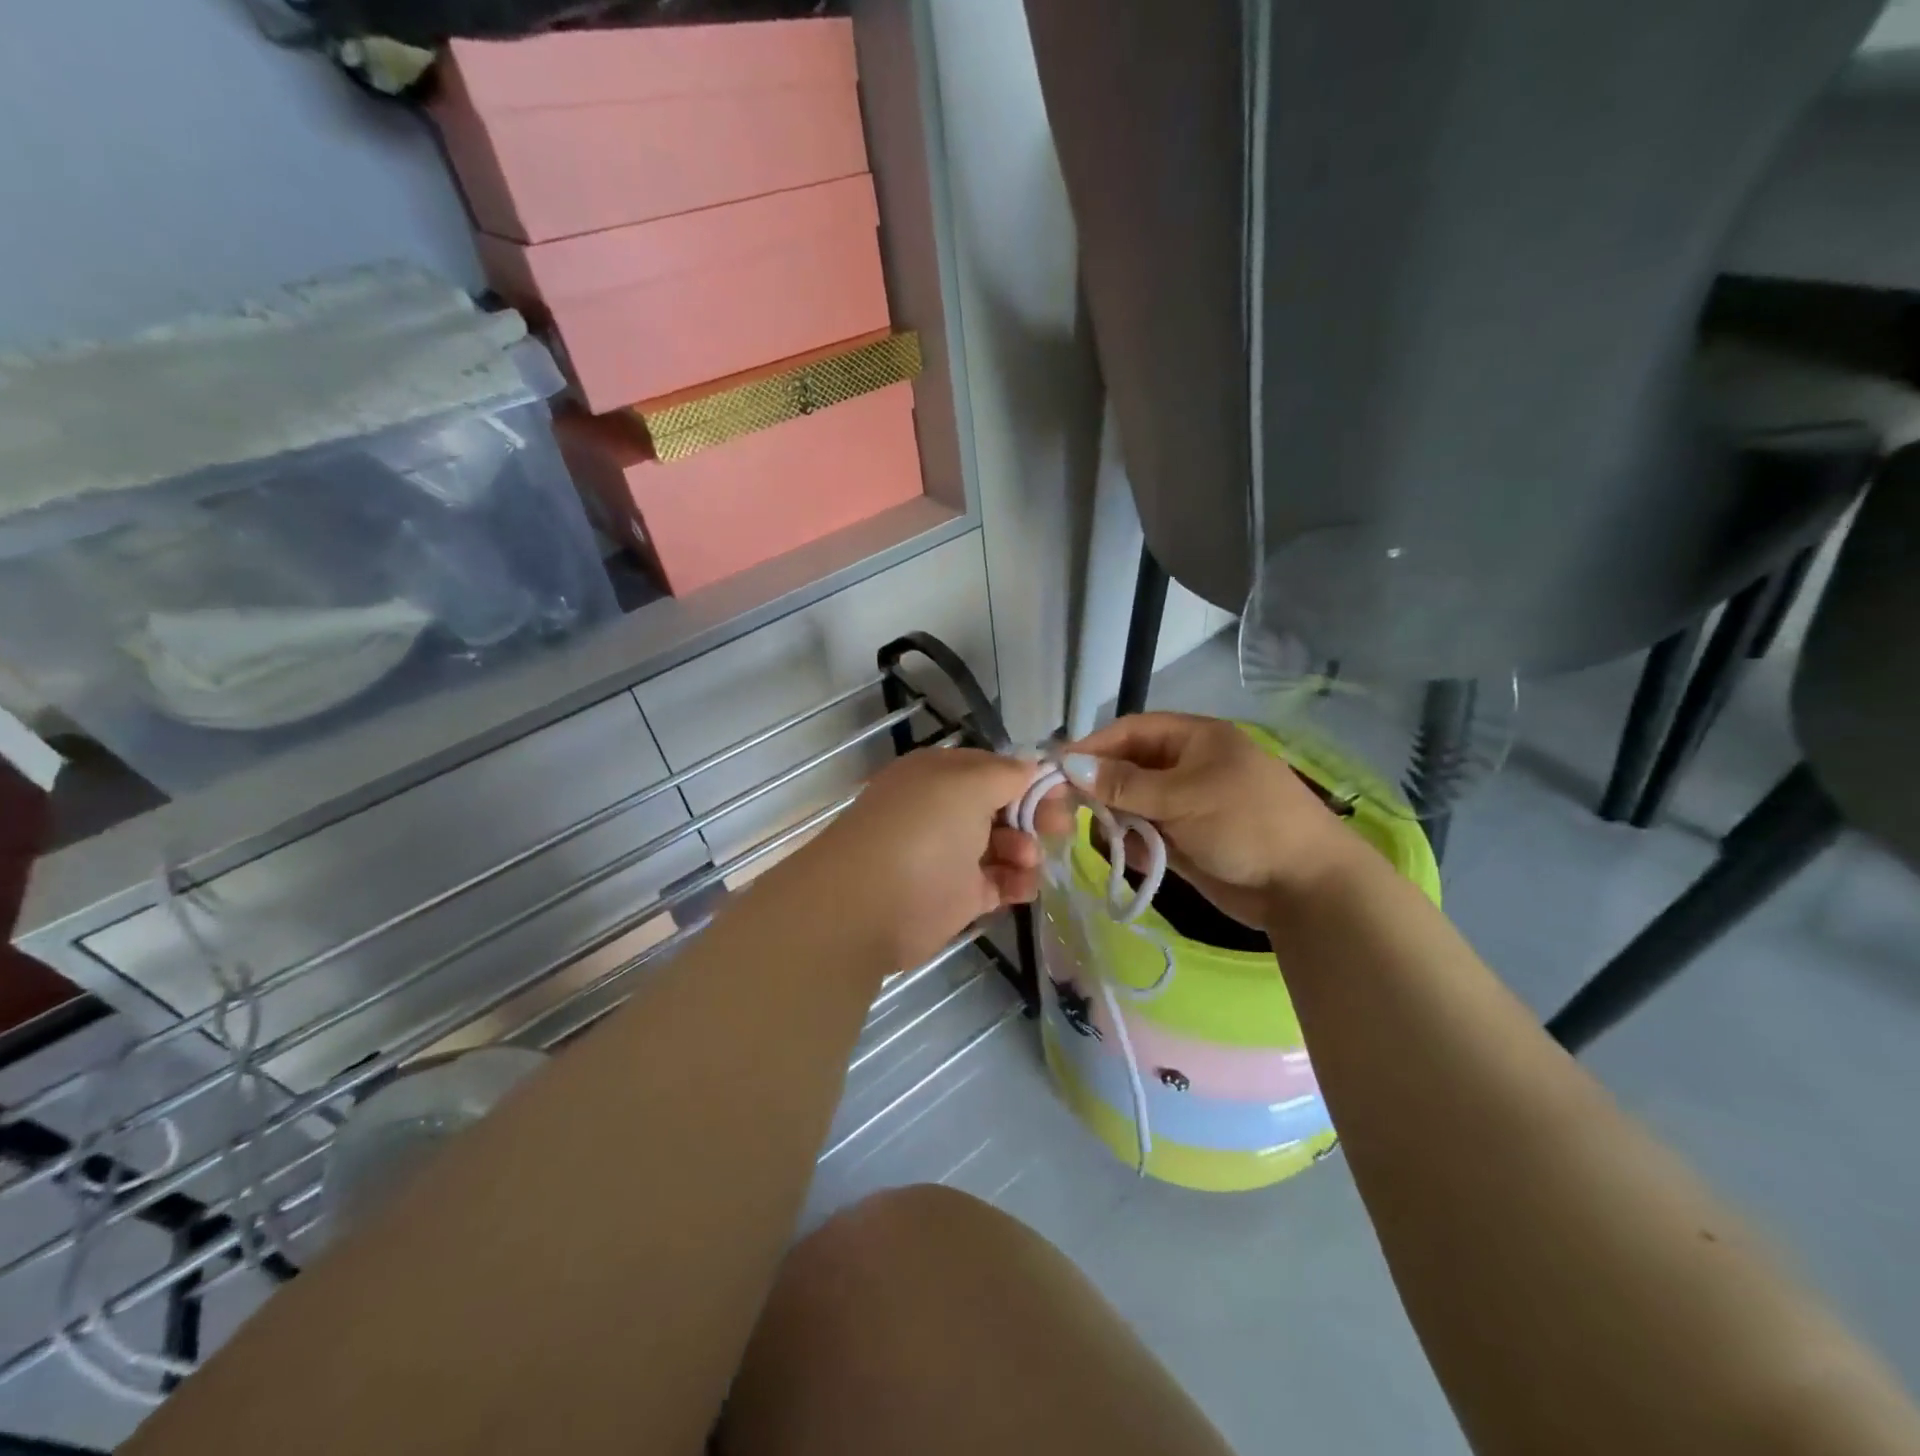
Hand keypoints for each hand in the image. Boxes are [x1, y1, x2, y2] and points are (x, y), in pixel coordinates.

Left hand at [799, 748, 1060, 970]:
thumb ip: (1008, 774)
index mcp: (942, 775)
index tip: (1063, 793)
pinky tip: (1023, 887)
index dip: (1031, 779)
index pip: (996, 768)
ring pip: (1006, 845)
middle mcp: (946, 810)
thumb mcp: (968, 784)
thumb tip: (1033, 767)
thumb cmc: (922, 831)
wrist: (867, 906)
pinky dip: (1017, 883)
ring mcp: (952, 854)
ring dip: (1026, 850)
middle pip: (1005, 807)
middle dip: (1035, 815)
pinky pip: (999, 883)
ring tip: (1026, 862)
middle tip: (1057, 829)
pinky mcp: (958, 896)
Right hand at [1063, 713, 1358, 927]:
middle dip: (1100, 789)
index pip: (1130, 732)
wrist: (1306, 887)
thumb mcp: (1182, 796)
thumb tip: (1069, 764)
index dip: (1093, 748)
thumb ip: (1123, 783)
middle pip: (1126, 768)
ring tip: (1110, 840)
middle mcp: (1186, 766)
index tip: (1056, 771)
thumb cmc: (1246, 824)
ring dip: (1117, 820)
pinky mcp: (1186, 840)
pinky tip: (1137, 859)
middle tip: (1067, 812)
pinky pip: (1146, 835)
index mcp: (1194, 739)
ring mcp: (1186, 805)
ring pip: (1132, 804)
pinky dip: (1136, 845)